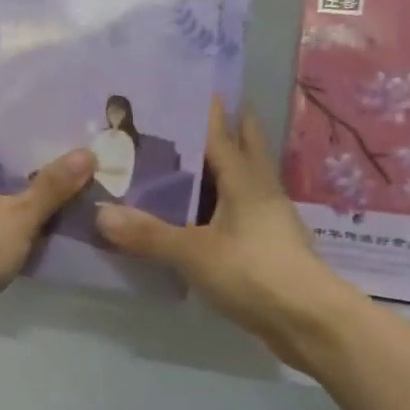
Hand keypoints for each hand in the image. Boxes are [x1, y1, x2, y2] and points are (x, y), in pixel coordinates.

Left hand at [0, 104, 95, 332]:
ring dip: (14, 171)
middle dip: (19, 137)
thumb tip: (88, 153)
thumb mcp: (20, 214)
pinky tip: (37, 202)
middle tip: (61, 128)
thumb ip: (53, 185)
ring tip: (57, 161)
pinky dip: (6, 198)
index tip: (41, 92)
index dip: (7, 98)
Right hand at [96, 100, 350, 364]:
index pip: (223, 133)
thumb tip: (100, 214)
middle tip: (190, 117)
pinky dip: (220, 203)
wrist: (309, 322)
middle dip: (226, 130)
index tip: (190, 87)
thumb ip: (147, 233)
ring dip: (221, 168)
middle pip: (244, 148)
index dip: (208, 110)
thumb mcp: (193, 252)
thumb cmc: (253, 272)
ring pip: (243, 181)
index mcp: (245, 179)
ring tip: (185, 162)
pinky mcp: (268, 245)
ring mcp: (268, 219)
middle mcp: (260, 190)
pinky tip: (199, 214)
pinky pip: (239, 211)